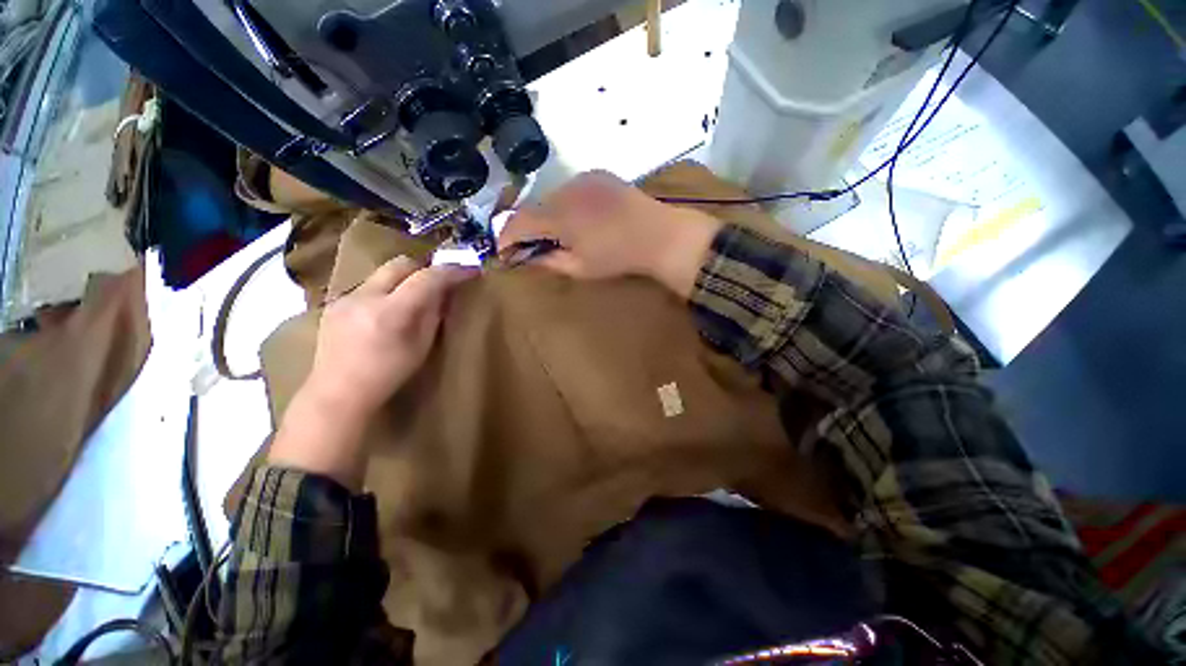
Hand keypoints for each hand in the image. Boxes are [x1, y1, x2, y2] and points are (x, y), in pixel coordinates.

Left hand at [269, 256, 475, 488]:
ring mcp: (346, 298)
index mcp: (391, 312)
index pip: (427, 278)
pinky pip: (368, 287)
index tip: (471, 271)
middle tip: (441, 282)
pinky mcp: (334, 303)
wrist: (337, 394)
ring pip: (383, 273)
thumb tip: (445, 293)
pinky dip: (386, 291)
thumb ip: (433, 315)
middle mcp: (366, 297)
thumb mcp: (421, 347)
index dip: (452, 271)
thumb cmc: (387, 376)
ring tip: (414, 299)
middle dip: (426, 268)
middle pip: (401, 264)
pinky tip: (387, 312)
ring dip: (404, 280)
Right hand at [498, 171, 721, 297]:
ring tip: (558, 234)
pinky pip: (569, 189)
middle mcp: (565, 189)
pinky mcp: (597, 174)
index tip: (504, 252)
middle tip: (532, 247)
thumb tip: (525, 258)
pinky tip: (577, 219)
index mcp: (559, 215)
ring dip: (547, 216)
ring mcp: (582, 178)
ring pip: (550, 197)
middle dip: (527, 228)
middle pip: (533, 208)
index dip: (506, 238)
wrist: (658, 234)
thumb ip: (548, 261)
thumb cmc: (618, 257)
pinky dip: (565, 204)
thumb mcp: (580, 267)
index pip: (518, 222)